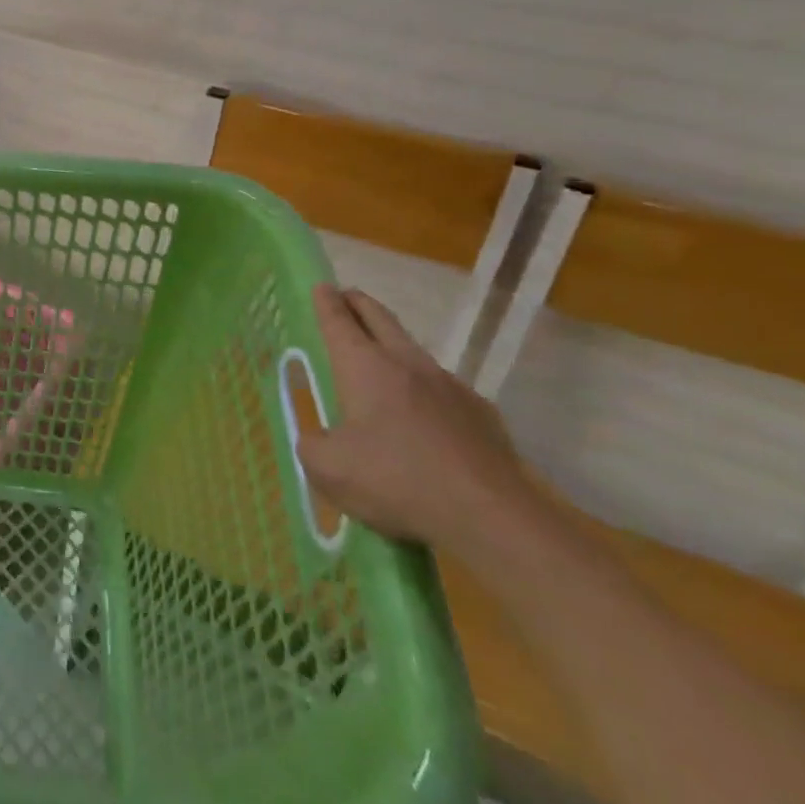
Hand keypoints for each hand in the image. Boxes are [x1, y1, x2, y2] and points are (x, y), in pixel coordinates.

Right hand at [298, 284, 530, 552]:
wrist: (491, 518)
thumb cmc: (396, 481)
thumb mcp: (327, 469)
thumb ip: (312, 445)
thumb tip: (319, 439)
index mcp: (365, 368)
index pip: (339, 322)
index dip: (326, 303)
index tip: (321, 285)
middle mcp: (408, 365)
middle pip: (381, 320)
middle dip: (360, 305)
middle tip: (347, 297)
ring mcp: (451, 387)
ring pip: (414, 353)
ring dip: (393, 347)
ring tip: (381, 361)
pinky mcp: (482, 416)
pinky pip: (444, 391)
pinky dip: (426, 392)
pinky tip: (424, 419)